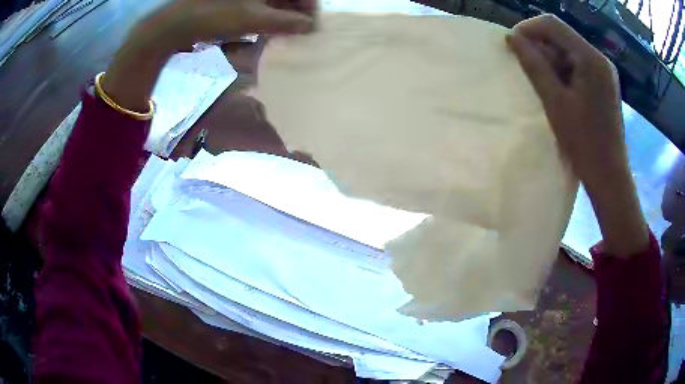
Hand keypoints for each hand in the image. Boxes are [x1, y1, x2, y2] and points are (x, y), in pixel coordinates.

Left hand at [101, 0, 312, 112]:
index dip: (309, 8)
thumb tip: (311, 26)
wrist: (174, 23)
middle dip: (293, 15)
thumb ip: (286, 22)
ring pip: (272, 3)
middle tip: (296, 34)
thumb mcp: (253, 19)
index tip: (312, 27)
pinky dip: (261, 20)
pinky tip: (260, 32)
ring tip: (278, 36)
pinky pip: (256, 8)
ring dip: (278, 19)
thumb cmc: (214, 15)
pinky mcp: (235, 3)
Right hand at [507, 15, 648, 256]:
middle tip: (527, 70)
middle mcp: (599, 59)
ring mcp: (604, 72)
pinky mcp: (604, 84)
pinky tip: (559, 91)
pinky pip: (578, 66)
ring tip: (544, 86)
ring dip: (551, 61)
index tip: (513, 46)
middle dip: (541, 47)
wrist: (609, 176)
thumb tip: (512, 38)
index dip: (528, 29)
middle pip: (562, 37)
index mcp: (590, 59)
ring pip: (569, 52)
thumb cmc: (584, 143)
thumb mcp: (555, 102)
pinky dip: (564, 72)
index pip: (553, 25)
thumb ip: (534, 65)